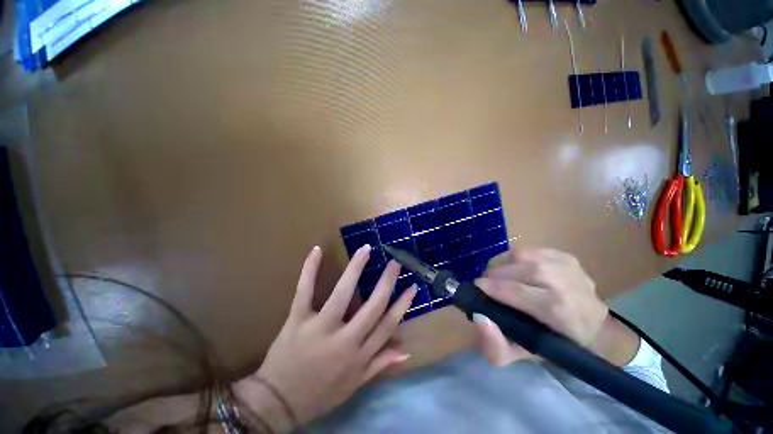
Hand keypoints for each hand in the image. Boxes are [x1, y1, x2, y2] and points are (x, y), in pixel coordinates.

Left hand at [236, 245, 415, 430]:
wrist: (283, 398)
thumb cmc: (320, 395)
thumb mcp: (354, 385)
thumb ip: (379, 365)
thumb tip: (405, 350)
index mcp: (360, 356)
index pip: (387, 326)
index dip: (401, 306)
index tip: (411, 288)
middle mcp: (345, 339)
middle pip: (372, 307)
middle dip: (386, 283)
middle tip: (395, 263)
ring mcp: (320, 327)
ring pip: (342, 294)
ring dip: (355, 270)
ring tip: (365, 249)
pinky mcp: (297, 320)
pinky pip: (304, 291)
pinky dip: (309, 270)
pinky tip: (316, 251)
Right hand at [472, 248, 609, 365]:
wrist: (593, 328)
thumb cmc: (557, 346)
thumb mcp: (523, 357)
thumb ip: (497, 346)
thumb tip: (479, 318)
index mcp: (553, 308)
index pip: (515, 291)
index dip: (491, 288)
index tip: (475, 290)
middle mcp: (562, 281)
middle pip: (519, 267)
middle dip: (495, 273)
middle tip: (484, 284)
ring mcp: (567, 264)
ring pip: (526, 254)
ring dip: (505, 263)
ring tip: (498, 276)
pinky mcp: (569, 256)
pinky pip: (536, 250)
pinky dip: (520, 258)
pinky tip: (518, 270)